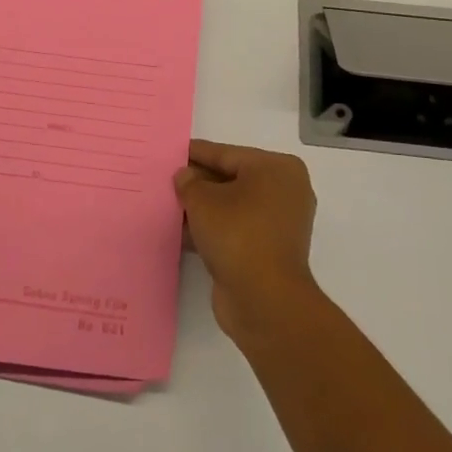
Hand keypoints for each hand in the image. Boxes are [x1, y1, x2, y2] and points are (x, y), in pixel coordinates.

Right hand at [175, 140, 321, 342]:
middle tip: (167, 178)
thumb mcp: (203, 201)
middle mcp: (284, 191)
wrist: (265, 300)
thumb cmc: (238, 234)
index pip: (228, 154)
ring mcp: (279, 223)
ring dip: (203, 208)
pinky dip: (212, 229)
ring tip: (168, 204)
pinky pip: (235, 229)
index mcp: (277, 169)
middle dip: (199, 181)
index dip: (198, 153)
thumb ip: (189, 183)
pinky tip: (182, 231)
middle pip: (232, 179)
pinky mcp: (269, 250)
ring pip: (232, 206)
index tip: (173, 150)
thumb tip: (185, 176)